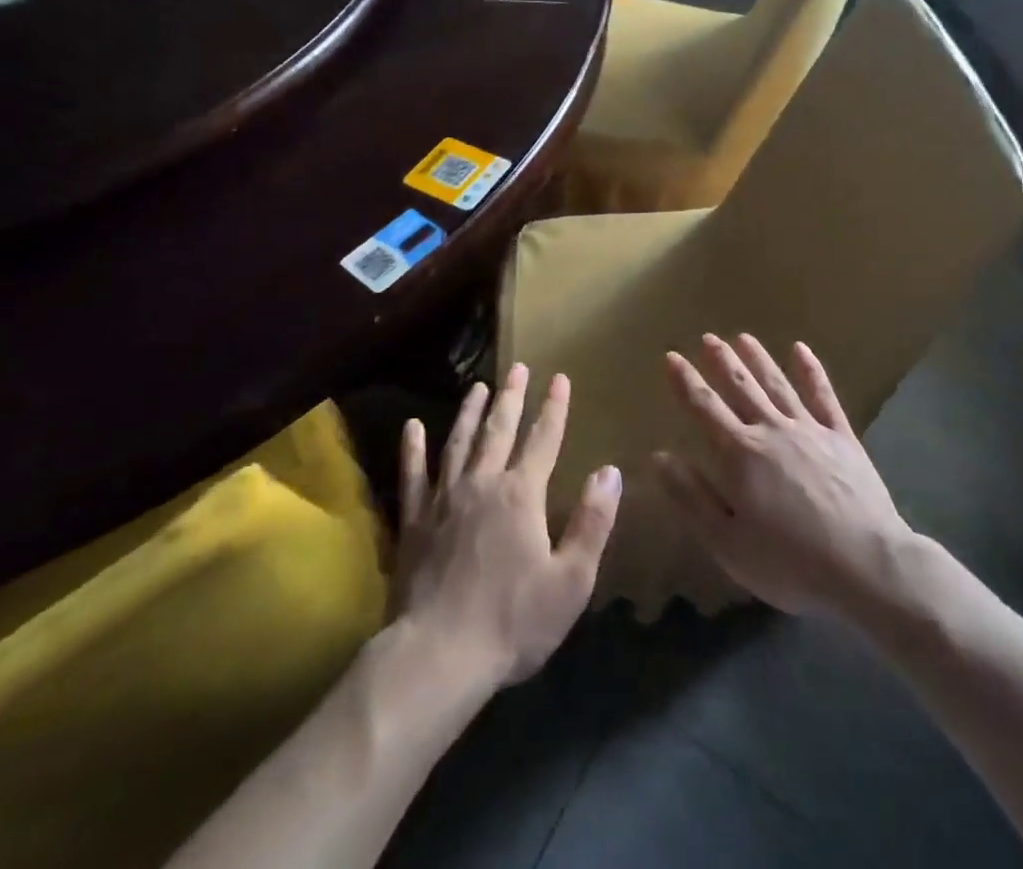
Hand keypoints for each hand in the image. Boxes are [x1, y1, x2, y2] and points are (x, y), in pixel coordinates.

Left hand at [395, 365, 621, 687]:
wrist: (438, 654)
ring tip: (478, 386)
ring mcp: (444, 499)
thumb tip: (610, 472)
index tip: (560, 378)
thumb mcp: (571, 580)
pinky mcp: (414, 521)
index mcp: (521, 495)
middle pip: (499, 430)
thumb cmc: (512, 622)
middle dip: (512, 397)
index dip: (554, 408)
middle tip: (517, 368)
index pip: (543, 440)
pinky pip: (412, 475)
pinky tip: (412, 427)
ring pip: (458, 443)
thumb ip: (592, 523)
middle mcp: (483, 484)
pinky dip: (412, 449)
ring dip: (470, 413)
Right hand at [655, 335, 912, 618]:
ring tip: (744, 337)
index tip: (672, 356)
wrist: (866, 566)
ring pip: (777, 384)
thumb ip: (691, 497)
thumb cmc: (789, 562)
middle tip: (708, 337)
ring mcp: (809, 430)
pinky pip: (823, 396)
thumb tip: (659, 457)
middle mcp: (771, 430)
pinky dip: (811, 371)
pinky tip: (802, 350)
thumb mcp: (727, 542)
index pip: (704, 408)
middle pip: (741, 387)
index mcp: (739, 454)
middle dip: (722, 361)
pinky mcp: (842, 437)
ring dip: (758, 359)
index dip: (685, 381)